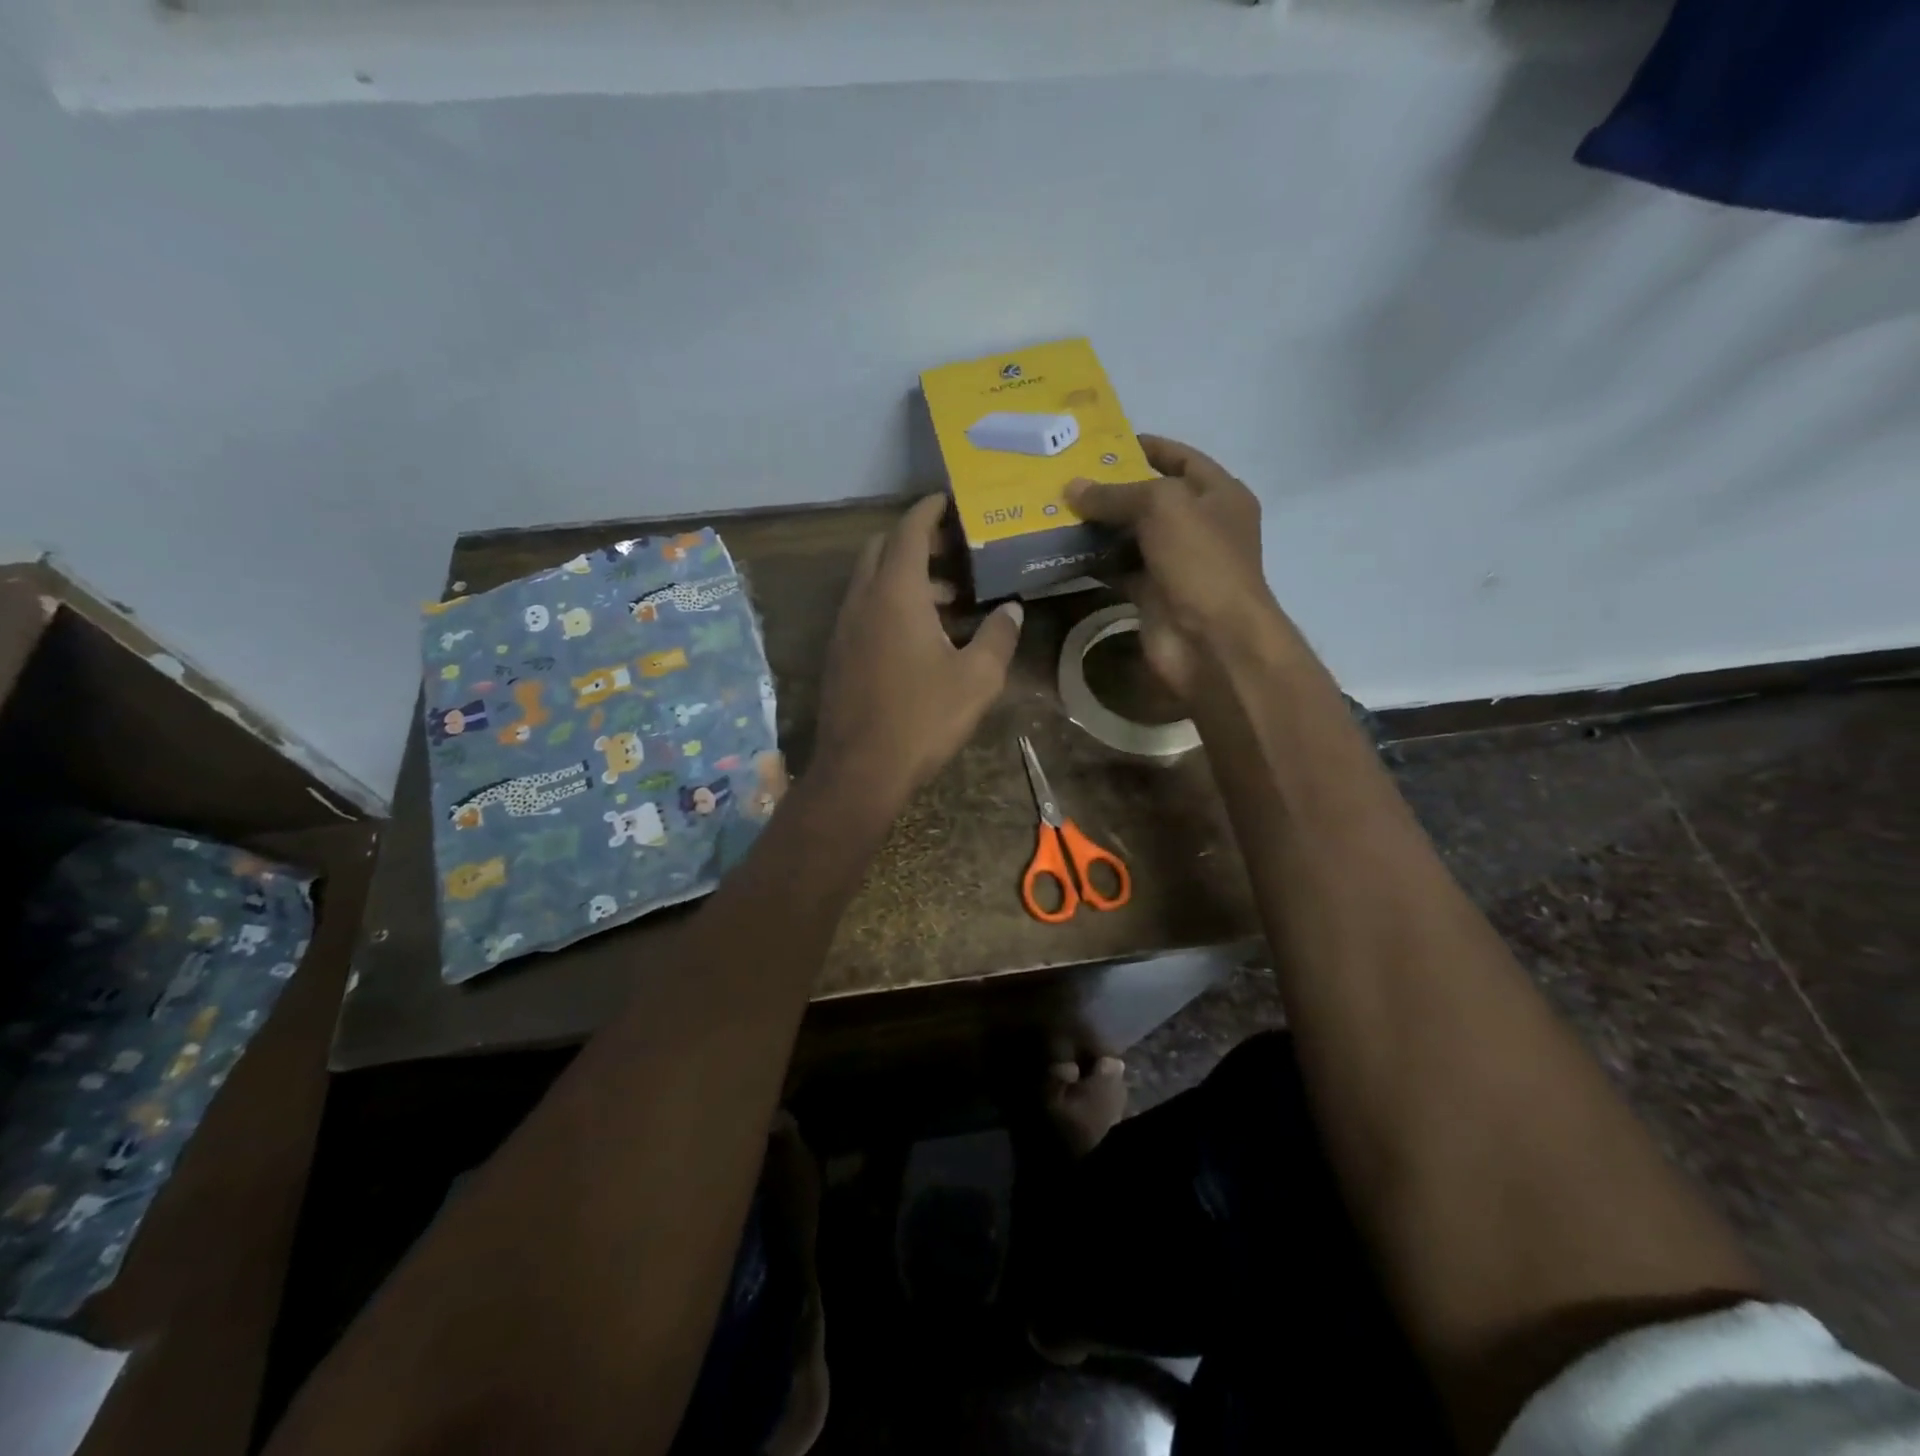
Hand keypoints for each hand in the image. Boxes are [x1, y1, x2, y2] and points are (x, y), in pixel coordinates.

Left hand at [812, 494, 1023, 807]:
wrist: (860, 770)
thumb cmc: (922, 719)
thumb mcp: (976, 679)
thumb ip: (998, 637)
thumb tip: (1012, 611)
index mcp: (895, 594)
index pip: (908, 531)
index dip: (928, 510)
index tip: (948, 499)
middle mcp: (862, 600)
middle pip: (882, 549)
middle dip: (916, 541)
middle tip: (955, 552)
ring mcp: (844, 627)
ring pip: (871, 581)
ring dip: (905, 577)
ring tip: (950, 599)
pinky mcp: (838, 653)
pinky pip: (864, 609)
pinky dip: (890, 603)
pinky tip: (921, 635)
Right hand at [1067, 435, 1294, 701]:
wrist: (1211, 641)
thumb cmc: (1199, 561)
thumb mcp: (1161, 507)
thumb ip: (1115, 494)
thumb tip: (1072, 487)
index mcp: (1219, 496)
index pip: (1181, 459)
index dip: (1146, 447)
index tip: (1103, 441)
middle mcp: (1200, 527)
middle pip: (1151, 500)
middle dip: (1112, 490)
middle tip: (1065, 478)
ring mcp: (1176, 565)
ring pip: (1131, 538)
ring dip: (1098, 528)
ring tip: (1054, 510)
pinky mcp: (1153, 597)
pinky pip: (1119, 571)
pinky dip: (1094, 564)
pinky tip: (1062, 551)